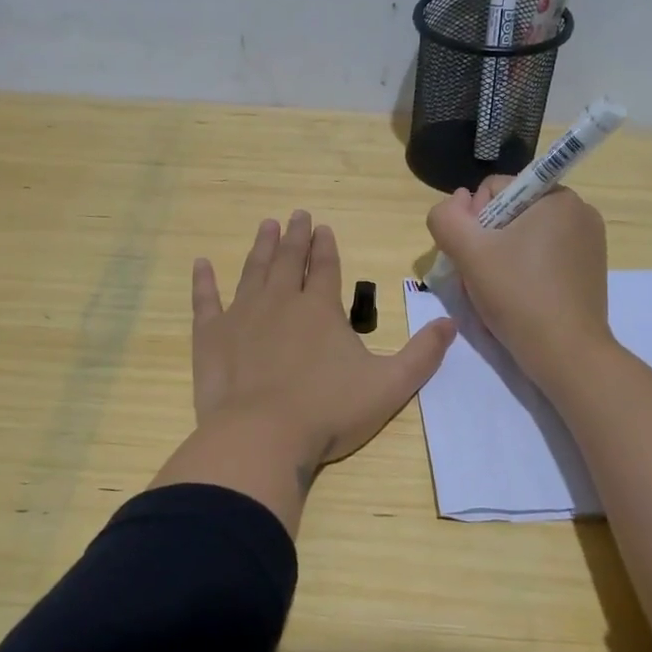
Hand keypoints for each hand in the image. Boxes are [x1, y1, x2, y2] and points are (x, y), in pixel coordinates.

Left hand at [155, 210, 454, 531]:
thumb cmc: (328, 411)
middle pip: (289, 260)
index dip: (326, 246)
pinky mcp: (211, 336)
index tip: (322, 227)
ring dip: (261, 248)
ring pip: (253, 271)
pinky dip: (203, 281)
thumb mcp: (390, 386)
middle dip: (294, 236)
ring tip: (266, 226)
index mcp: (321, 309)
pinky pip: (205, 300)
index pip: (327, 267)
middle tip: (295, 215)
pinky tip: (201, 264)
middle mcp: (281, 301)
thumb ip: (422, 355)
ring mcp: (242, 316)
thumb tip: (450, 323)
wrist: (262, 436)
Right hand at [426, 177, 612, 388]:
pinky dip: (524, 272)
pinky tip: (517, 298)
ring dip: (502, 257)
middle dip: (488, 240)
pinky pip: (543, 258)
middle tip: (483, 276)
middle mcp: (579, 212)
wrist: (565, 354)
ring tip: (498, 290)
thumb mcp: (468, 251)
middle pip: (510, 213)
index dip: (473, 220)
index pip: (495, 189)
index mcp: (557, 196)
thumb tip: (455, 201)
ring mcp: (589, 243)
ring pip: (524, 237)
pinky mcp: (588, 271)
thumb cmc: (518, 295)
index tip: (476, 255)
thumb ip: (446, 217)